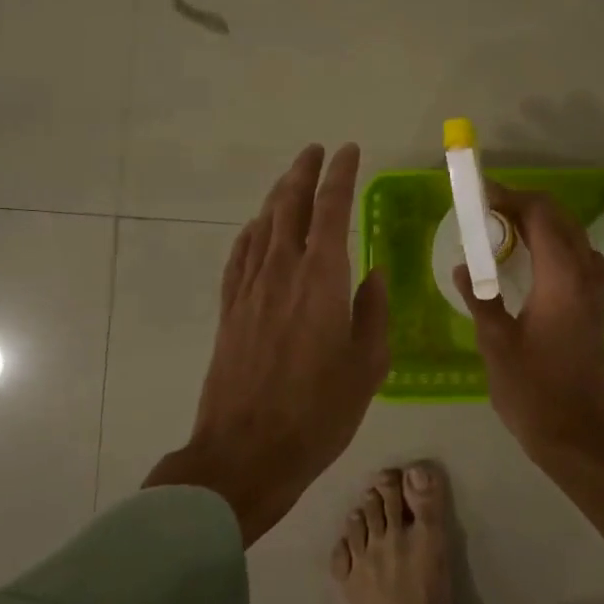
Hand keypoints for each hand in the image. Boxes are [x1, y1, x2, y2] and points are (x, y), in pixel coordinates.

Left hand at [145, 144, 388, 544]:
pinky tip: (256, 229)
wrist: (245, 453)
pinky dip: (251, 233)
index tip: (349, 151)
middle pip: (289, 206)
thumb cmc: (318, 413)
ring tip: (291, 180)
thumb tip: (374, 273)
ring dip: (277, 196)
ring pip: (262, 226)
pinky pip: (239, 256)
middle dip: (303, 173)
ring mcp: (249, 290)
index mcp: (320, 280)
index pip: (330, 210)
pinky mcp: (229, 310)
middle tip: (316, 151)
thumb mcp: (367, 366)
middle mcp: (281, 272)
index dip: (340, 176)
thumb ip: (373, 312)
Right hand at [454, 182, 603, 534]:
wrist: (573, 433)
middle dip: (525, 206)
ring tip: (507, 233)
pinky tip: (538, 262)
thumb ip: (479, 298)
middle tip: (488, 214)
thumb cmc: (530, 390)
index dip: (512, 198)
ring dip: (543, 224)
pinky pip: (583, 257)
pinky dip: (559, 246)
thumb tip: (463, 267)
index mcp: (562, 279)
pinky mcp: (600, 305)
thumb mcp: (495, 342)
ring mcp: (599, 290)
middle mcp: (587, 275)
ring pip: (574, 235)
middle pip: (561, 218)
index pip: (542, 214)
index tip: (482, 197)